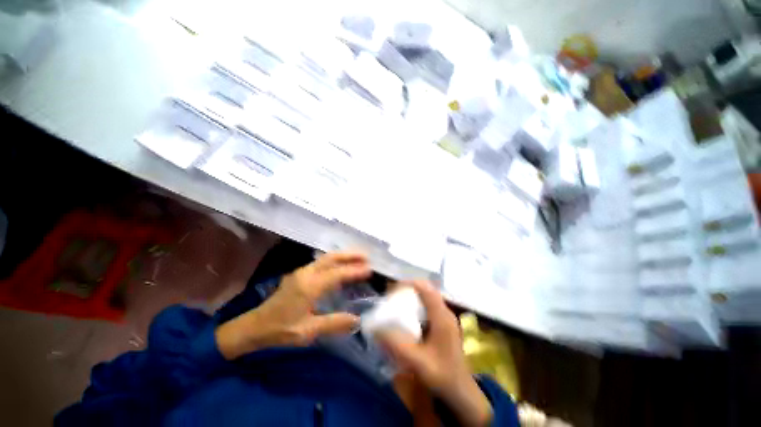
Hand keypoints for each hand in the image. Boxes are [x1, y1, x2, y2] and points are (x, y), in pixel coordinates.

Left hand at [216, 251, 370, 359]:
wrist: (255, 326)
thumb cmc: (281, 330)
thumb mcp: (308, 331)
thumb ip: (334, 324)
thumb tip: (357, 320)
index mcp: (310, 286)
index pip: (337, 274)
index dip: (354, 270)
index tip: (370, 269)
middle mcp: (307, 274)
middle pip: (332, 258)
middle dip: (350, 255)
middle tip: (366, 256)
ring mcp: (302, 272)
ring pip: (326, 258)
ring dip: (343, 256)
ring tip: (358, 258)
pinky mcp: (299, 274)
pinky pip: (321, 262)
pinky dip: (335, 260)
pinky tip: (340, 265)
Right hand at [376, 281, 492, 426]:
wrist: (462, 393)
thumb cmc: (442, 376)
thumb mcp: (417, 362)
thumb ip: (396, 345)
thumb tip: (376, 328)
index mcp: (442, 317)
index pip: (425, 288)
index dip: (408, 284)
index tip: (392, 289)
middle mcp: (445, 313)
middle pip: (426, 290)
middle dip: (408, 290)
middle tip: (391, 297)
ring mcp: (446, 318)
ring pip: (428, 298)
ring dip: (412, 297)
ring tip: (396, 305)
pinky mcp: (444, 325)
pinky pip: (429, 307)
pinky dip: (417, 306)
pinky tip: (408, 318)